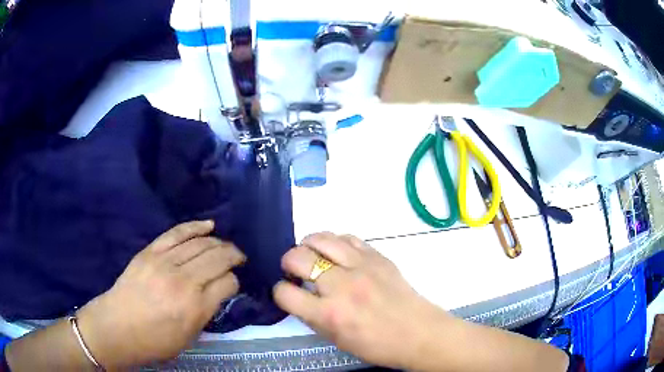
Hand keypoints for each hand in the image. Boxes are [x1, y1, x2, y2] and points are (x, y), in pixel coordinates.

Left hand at [76, 221, 244, 368]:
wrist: (117, 327)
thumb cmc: (155, 341)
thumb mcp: (189, 337)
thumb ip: (206, 312)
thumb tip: (218, 292)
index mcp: (196, 308)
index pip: (228, 283)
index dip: (234, 281)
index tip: (232, 284)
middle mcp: (184, 282)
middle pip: (217, 259)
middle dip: (233, 256)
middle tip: (240, 258)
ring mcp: (165, 263)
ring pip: (201, 244)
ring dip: (219, 242)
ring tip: (226, 245)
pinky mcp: (151, 252)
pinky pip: (177, 233)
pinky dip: (195, 227)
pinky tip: (209, 225)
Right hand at [273, 232, 448, 368]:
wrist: (418, 332)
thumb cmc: (377, 345)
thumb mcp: (336, 340)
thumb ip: (312, 317)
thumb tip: (298, 296)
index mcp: (328, 314)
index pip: (285, 293)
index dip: (280, 291)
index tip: (286, 292)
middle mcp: (340, 286)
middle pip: (297, 257)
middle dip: (288, 262)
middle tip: (294, 270)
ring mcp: (361, 266)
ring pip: (321, 238)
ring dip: (308, 245)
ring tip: (311, 254)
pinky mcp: (377, 256)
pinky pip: (347, 238)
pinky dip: (335, 242)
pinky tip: (336, 252)